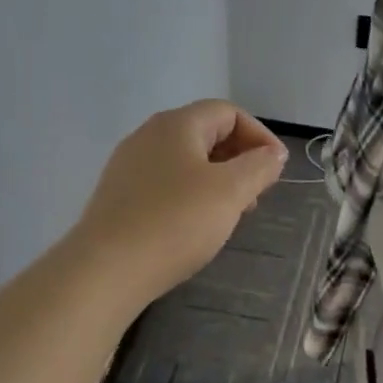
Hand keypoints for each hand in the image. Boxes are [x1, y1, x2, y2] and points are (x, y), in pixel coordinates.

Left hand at [70, 100, 287, 305]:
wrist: (106, 270)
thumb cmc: (175, 222)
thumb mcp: (230, 191)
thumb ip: (259, 167)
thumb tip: (273, 154)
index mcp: (177, 124)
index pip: (229, 112)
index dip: (260, 136)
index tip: (276, 171)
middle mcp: (149, 135)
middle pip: (206, 133)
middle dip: (240, 159)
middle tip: (258, 194)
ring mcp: (130, 165)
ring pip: (187, 161)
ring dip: (218, 180)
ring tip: (232, 213)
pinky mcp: (120, 195)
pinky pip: (166, 183)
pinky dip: (192, 195)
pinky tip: (197, 226)